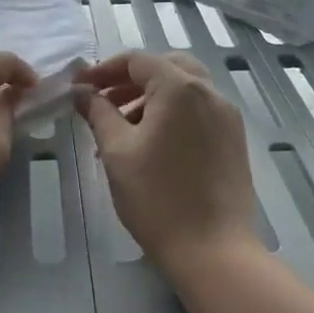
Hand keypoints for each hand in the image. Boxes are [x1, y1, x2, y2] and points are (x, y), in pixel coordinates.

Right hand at [73, 51, 260, 276]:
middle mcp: (210, 93)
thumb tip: (83, 93)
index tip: (80, 88)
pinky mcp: (234, 140)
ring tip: (121, 127)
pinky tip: (151, 144)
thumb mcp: (117, 151)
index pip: (138, 60)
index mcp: (181, 88)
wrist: (214, 251)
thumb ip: (98, 113)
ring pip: (184, 88)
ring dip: (150, 96)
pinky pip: (199, 110)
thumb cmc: (157, 198)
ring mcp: (227, 116)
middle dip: (130, 79)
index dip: (104, 70)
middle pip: (166, 67)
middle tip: (103, 100)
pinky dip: (172, 113)